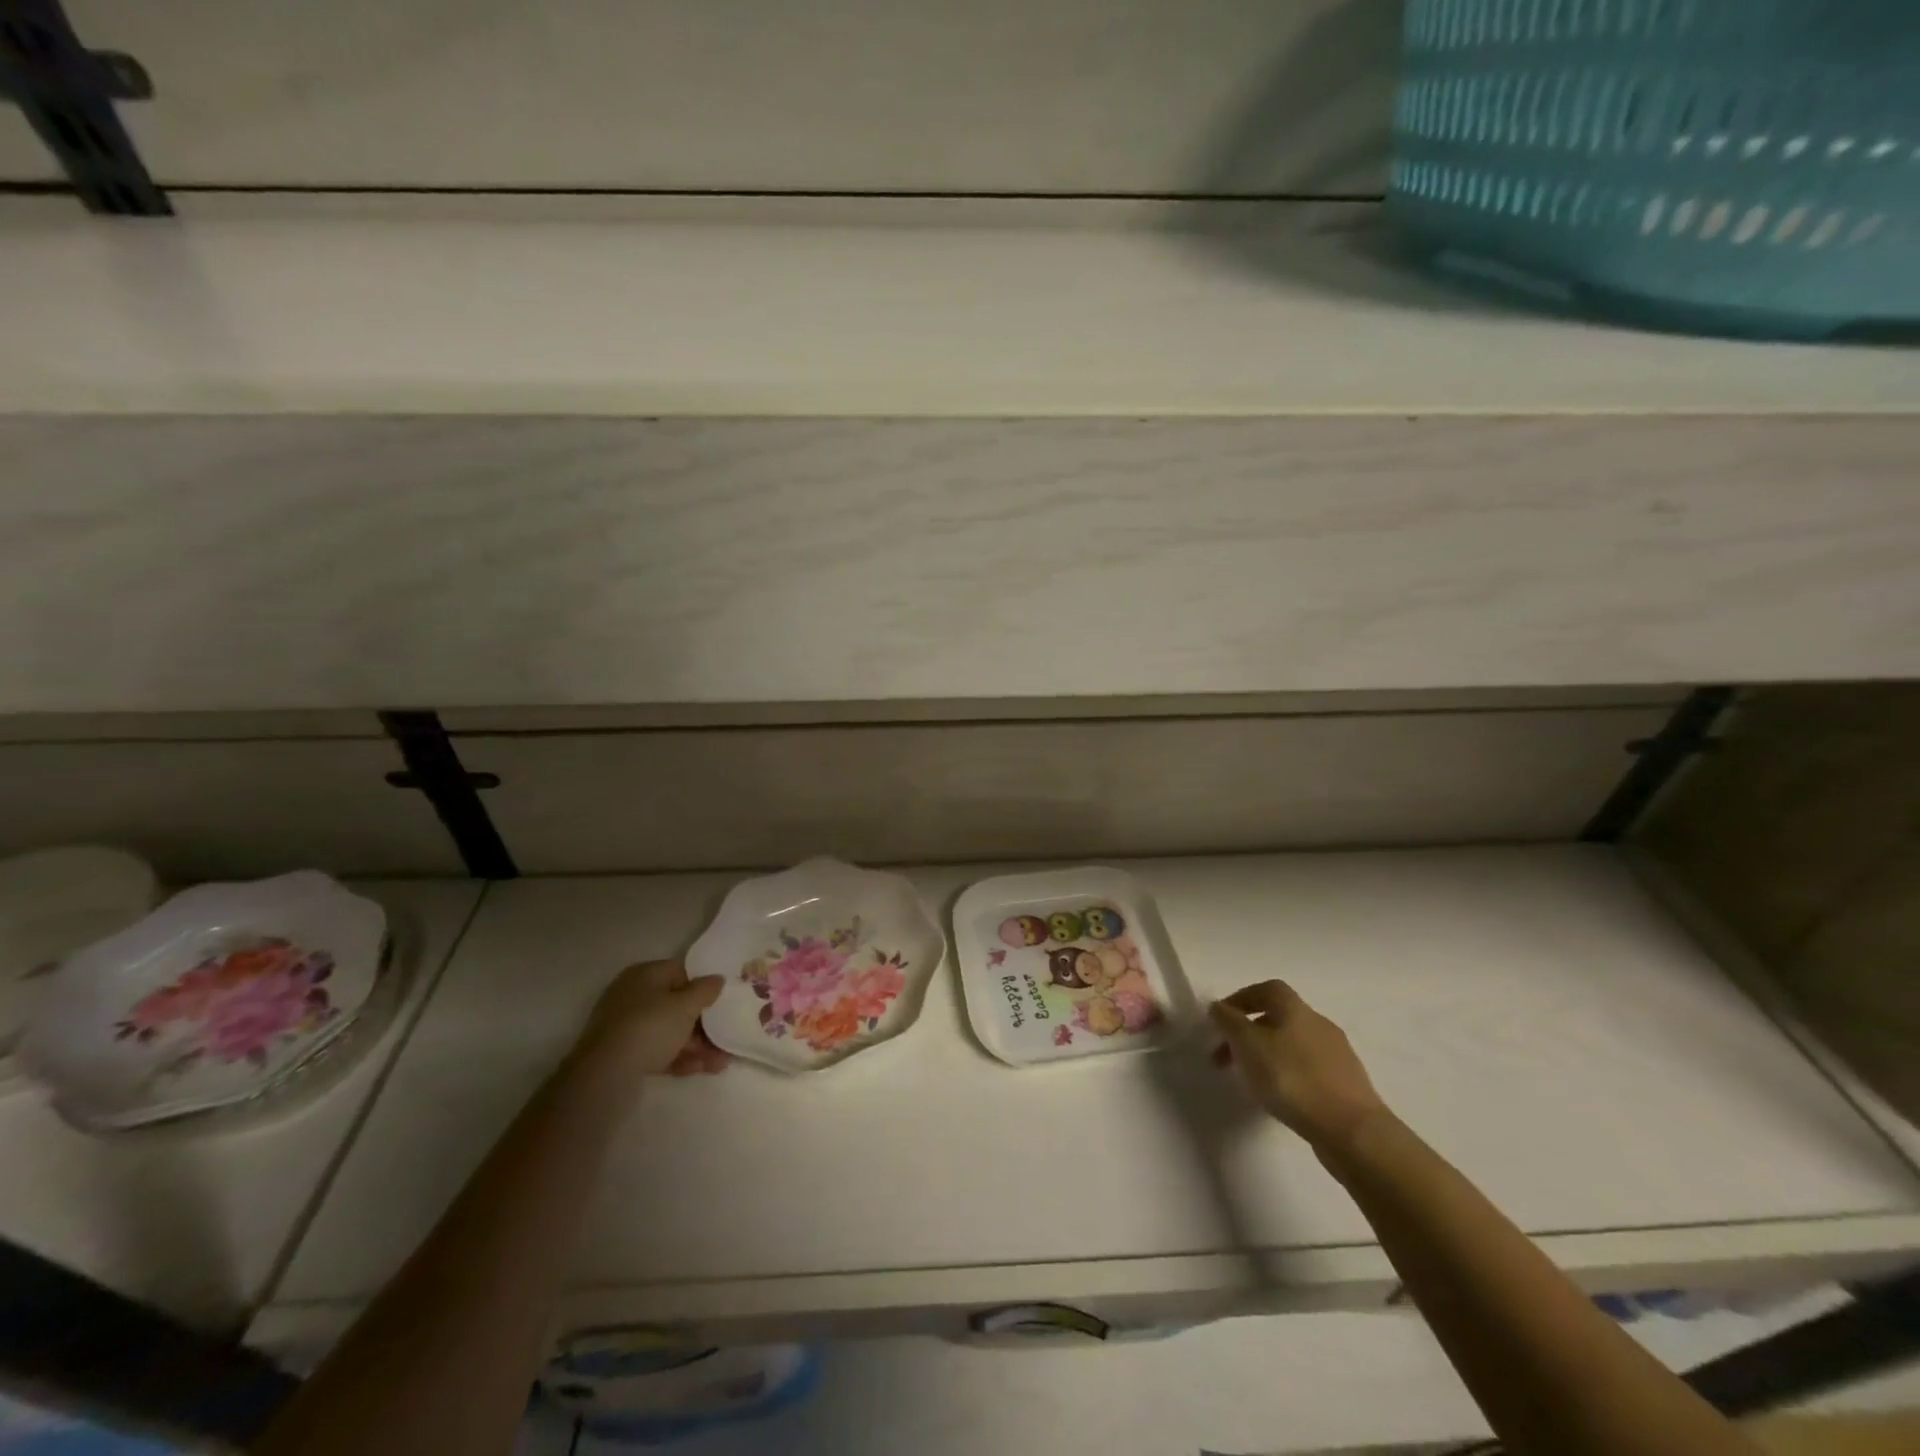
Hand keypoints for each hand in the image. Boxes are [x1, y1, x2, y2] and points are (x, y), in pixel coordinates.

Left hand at [572, 960, 728, 1079]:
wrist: (604, 1074)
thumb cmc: (650, 1027)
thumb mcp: (686, 1005)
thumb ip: (705, 990)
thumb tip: (716, 979)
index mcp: (645, 975)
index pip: (680, 972)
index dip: (702, 986)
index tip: (720, 1001)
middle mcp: (633, 996)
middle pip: (676, 1005)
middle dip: (703, 1023)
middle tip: (725, 1036)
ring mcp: (626, 1026)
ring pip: (669, 1031)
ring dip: (696, 1045)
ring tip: (721, 1062)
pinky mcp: (623, 1054)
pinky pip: (657, 1050)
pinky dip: (679, 1057)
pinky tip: (702, 1069)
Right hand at [1210, 980, 1386, 1152]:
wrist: (1353, 1131)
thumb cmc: (1293, 1079)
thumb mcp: (1248, 1045)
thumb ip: (1229, 1022)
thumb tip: (1219, 1007)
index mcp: (1296, 1008)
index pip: (1266, 989)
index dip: (1241, 999)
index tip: (1220, 1020)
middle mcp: (1319, 1023)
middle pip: (1278, 1017)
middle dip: (1248, 1033)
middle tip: (1226, 1057)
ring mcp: (1337, 1054)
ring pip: (1292, 1044)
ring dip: (1267, 1055)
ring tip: (1251, 1081)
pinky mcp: (1347, 1084)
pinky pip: (1308, 1069)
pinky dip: (1288, 1075)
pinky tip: (1281, 1098)